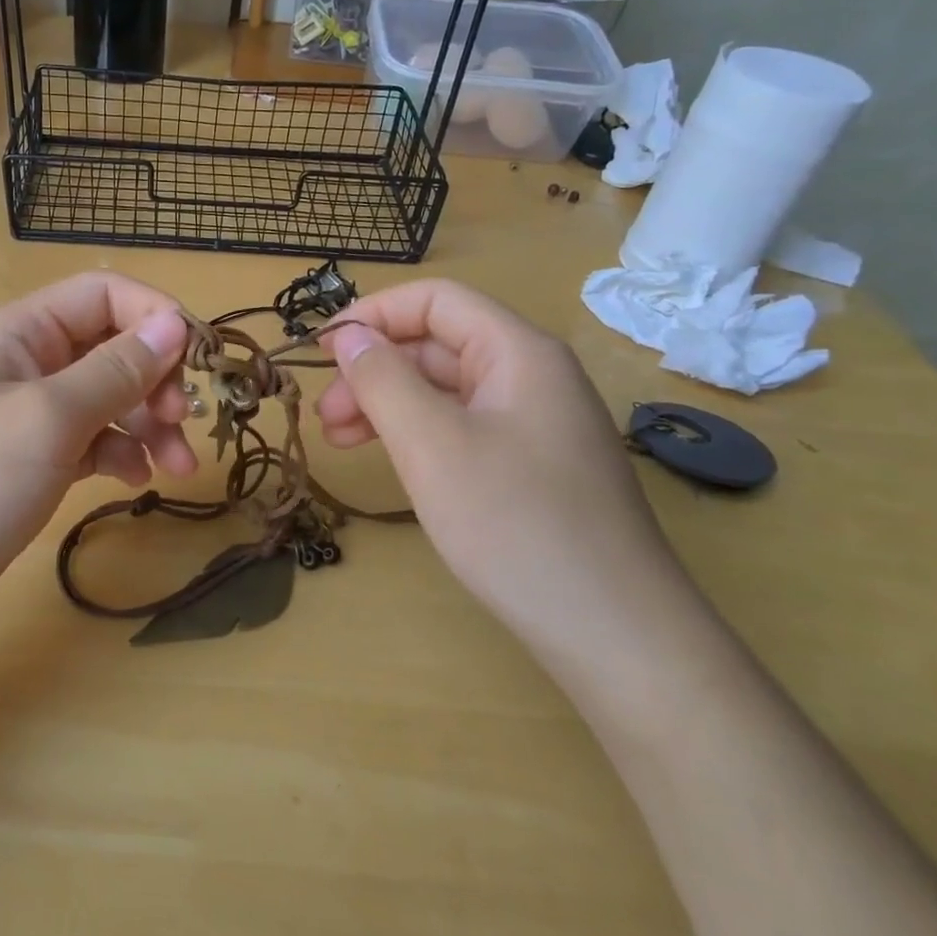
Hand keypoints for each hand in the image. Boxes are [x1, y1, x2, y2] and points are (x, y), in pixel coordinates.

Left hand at [0, 273, 197, 644]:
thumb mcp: (48, 419)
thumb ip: (115, 370)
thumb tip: (175, 324)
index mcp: (19, 332)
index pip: (103, 295)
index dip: (155, 316)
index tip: (197, 361)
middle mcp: (25, 363)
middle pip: (111, 346)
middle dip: (157, 378)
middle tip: (186, 422)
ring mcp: (26, 414)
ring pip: (107, 397)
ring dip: (148, 422)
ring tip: (179, 467)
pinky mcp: (30, 461)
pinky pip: (90, 440)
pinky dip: (119, 452)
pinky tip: (136, 479)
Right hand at [316, 280, 686, 669]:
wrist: (614, 634)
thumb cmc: (515, 524)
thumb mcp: (431, 444)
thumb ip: (382, 380)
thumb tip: (348, 335)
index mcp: (518, 352)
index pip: (435, 301)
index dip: (372, 315)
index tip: (321, 352)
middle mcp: (532, 375)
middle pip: (438, 345)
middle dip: (374, 371)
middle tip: (325, 416)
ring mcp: (536, 423)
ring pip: (446, 390)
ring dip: (389, 405)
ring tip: (340, 440)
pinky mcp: (534, 466)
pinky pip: (464, 427)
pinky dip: (418, 435)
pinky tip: (391, 461)